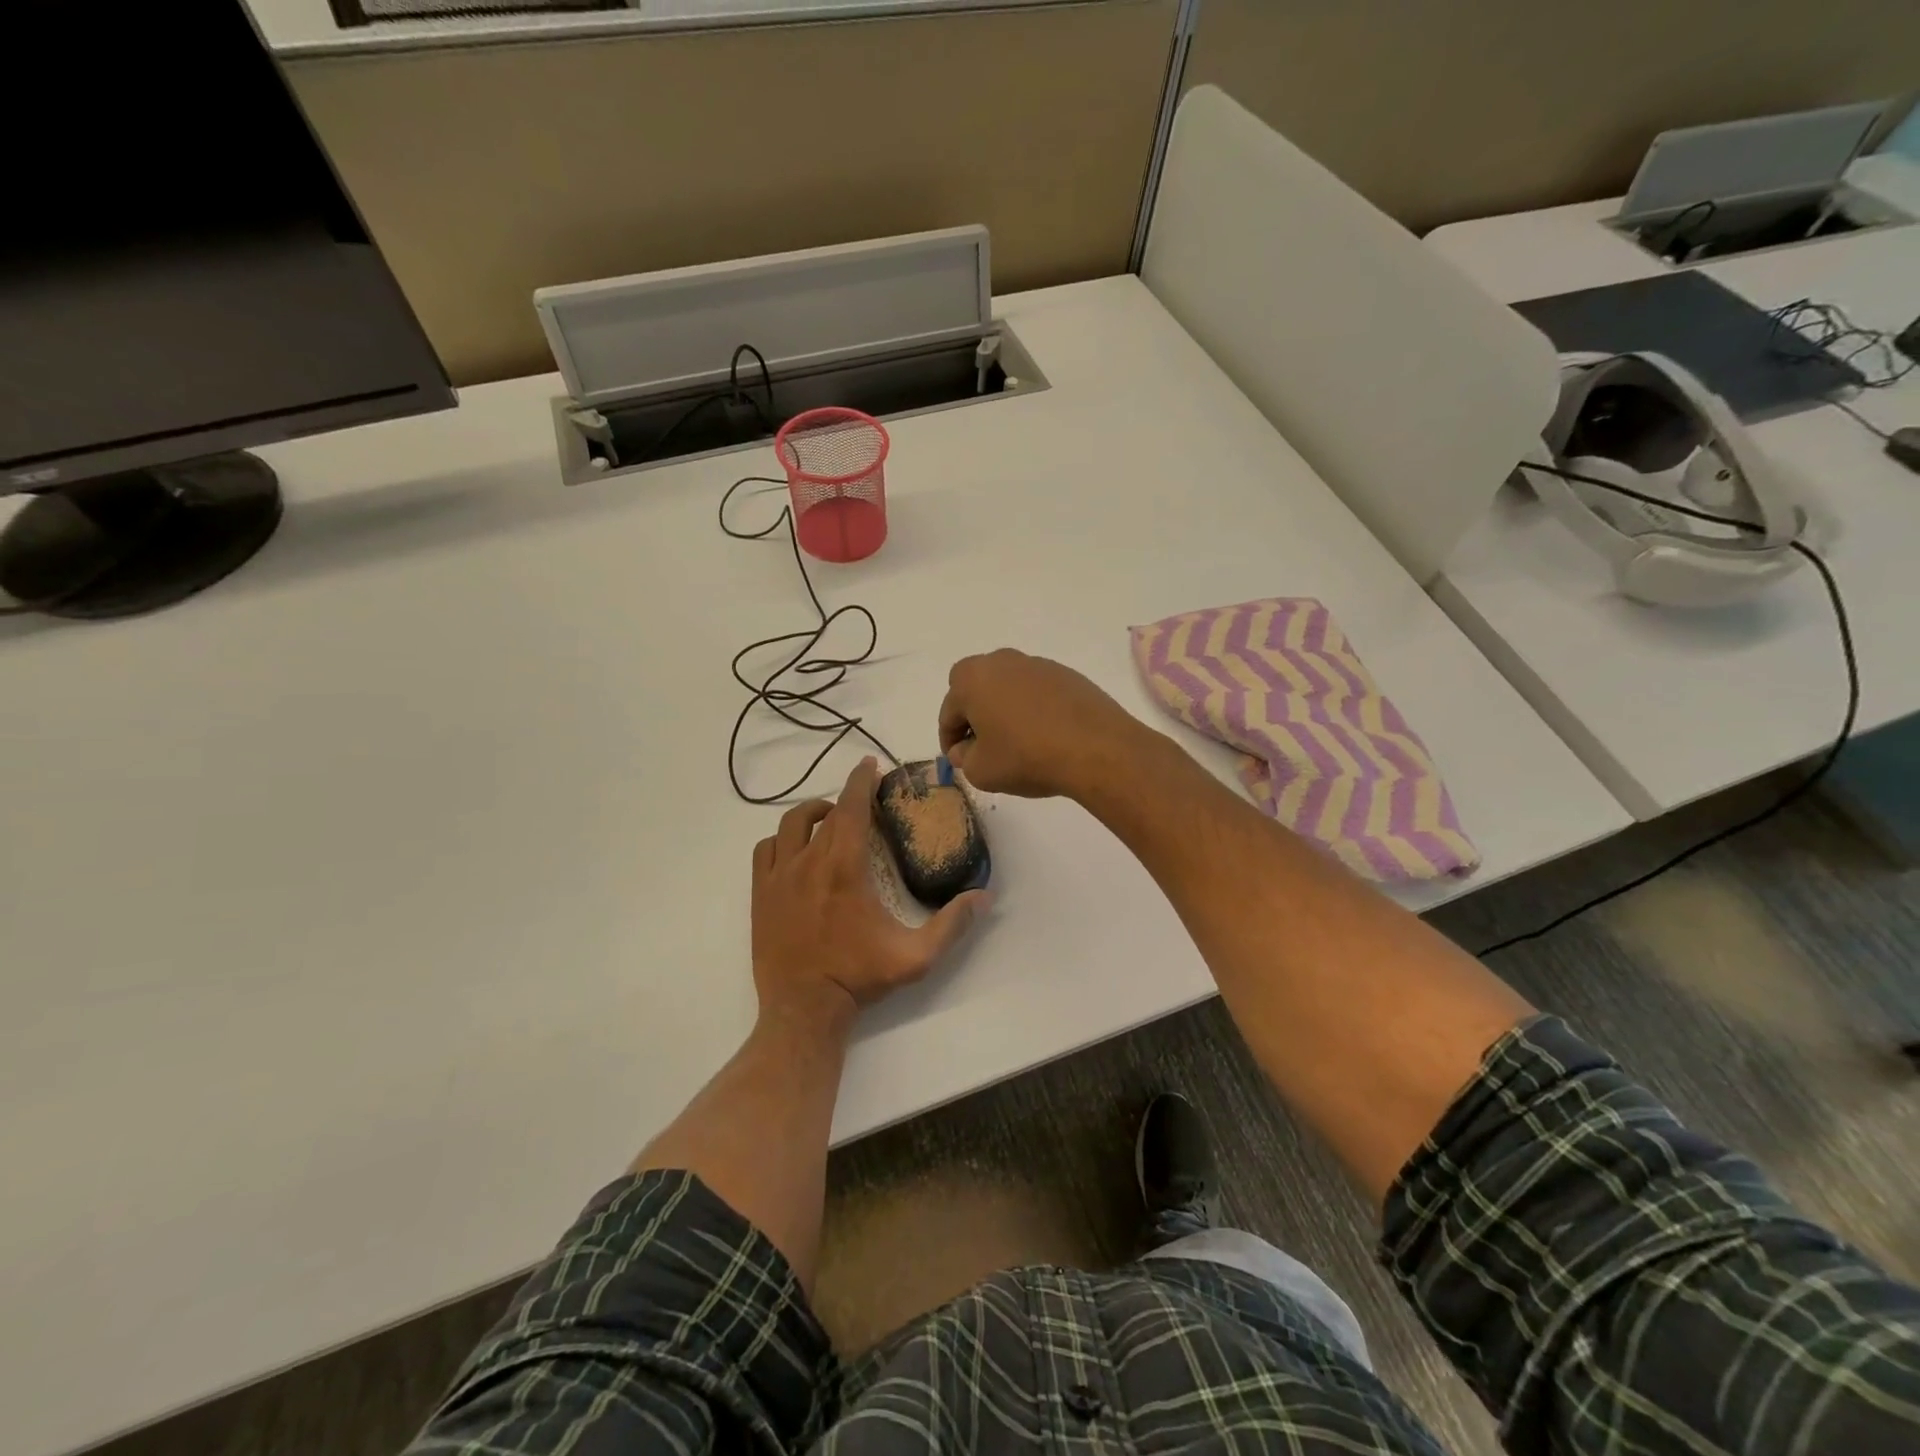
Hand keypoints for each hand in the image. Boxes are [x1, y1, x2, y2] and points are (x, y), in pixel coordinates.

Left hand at [751, 757, 984, 1031]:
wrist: (804, 1009)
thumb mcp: (916, 956)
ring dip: (812, 814)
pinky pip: (765, 850)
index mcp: (845, 868)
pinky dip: (781, 840)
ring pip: (790, 824)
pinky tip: (795, 851)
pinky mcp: (760, 894)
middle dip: (845, 797)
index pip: (852, 808)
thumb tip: (984, 895)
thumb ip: (952, 924)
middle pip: (825, 813)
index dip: (862, 781)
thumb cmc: (859, 977)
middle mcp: (808, 862)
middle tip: (863, 799)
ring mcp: (779, 877)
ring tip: (828, 819)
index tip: (871, 765)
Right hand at [939, 649, 1153, 800]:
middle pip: (975, 688)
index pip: (948, 712)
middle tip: (982, 745)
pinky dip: (1032, 708)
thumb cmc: (1027, 757)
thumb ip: (964, 758)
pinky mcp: (1066, 675)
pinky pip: (1036, 691)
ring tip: (1015, 742)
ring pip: (1007, 687)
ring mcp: (1037, 665)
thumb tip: (966, 750)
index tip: (958, 760)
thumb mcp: (981, 771)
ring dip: (1004, 709)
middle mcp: (1001, 662)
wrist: (1096, 749)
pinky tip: (1044, 735)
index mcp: (972, 679)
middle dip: (973, 715)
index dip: (949, 740)